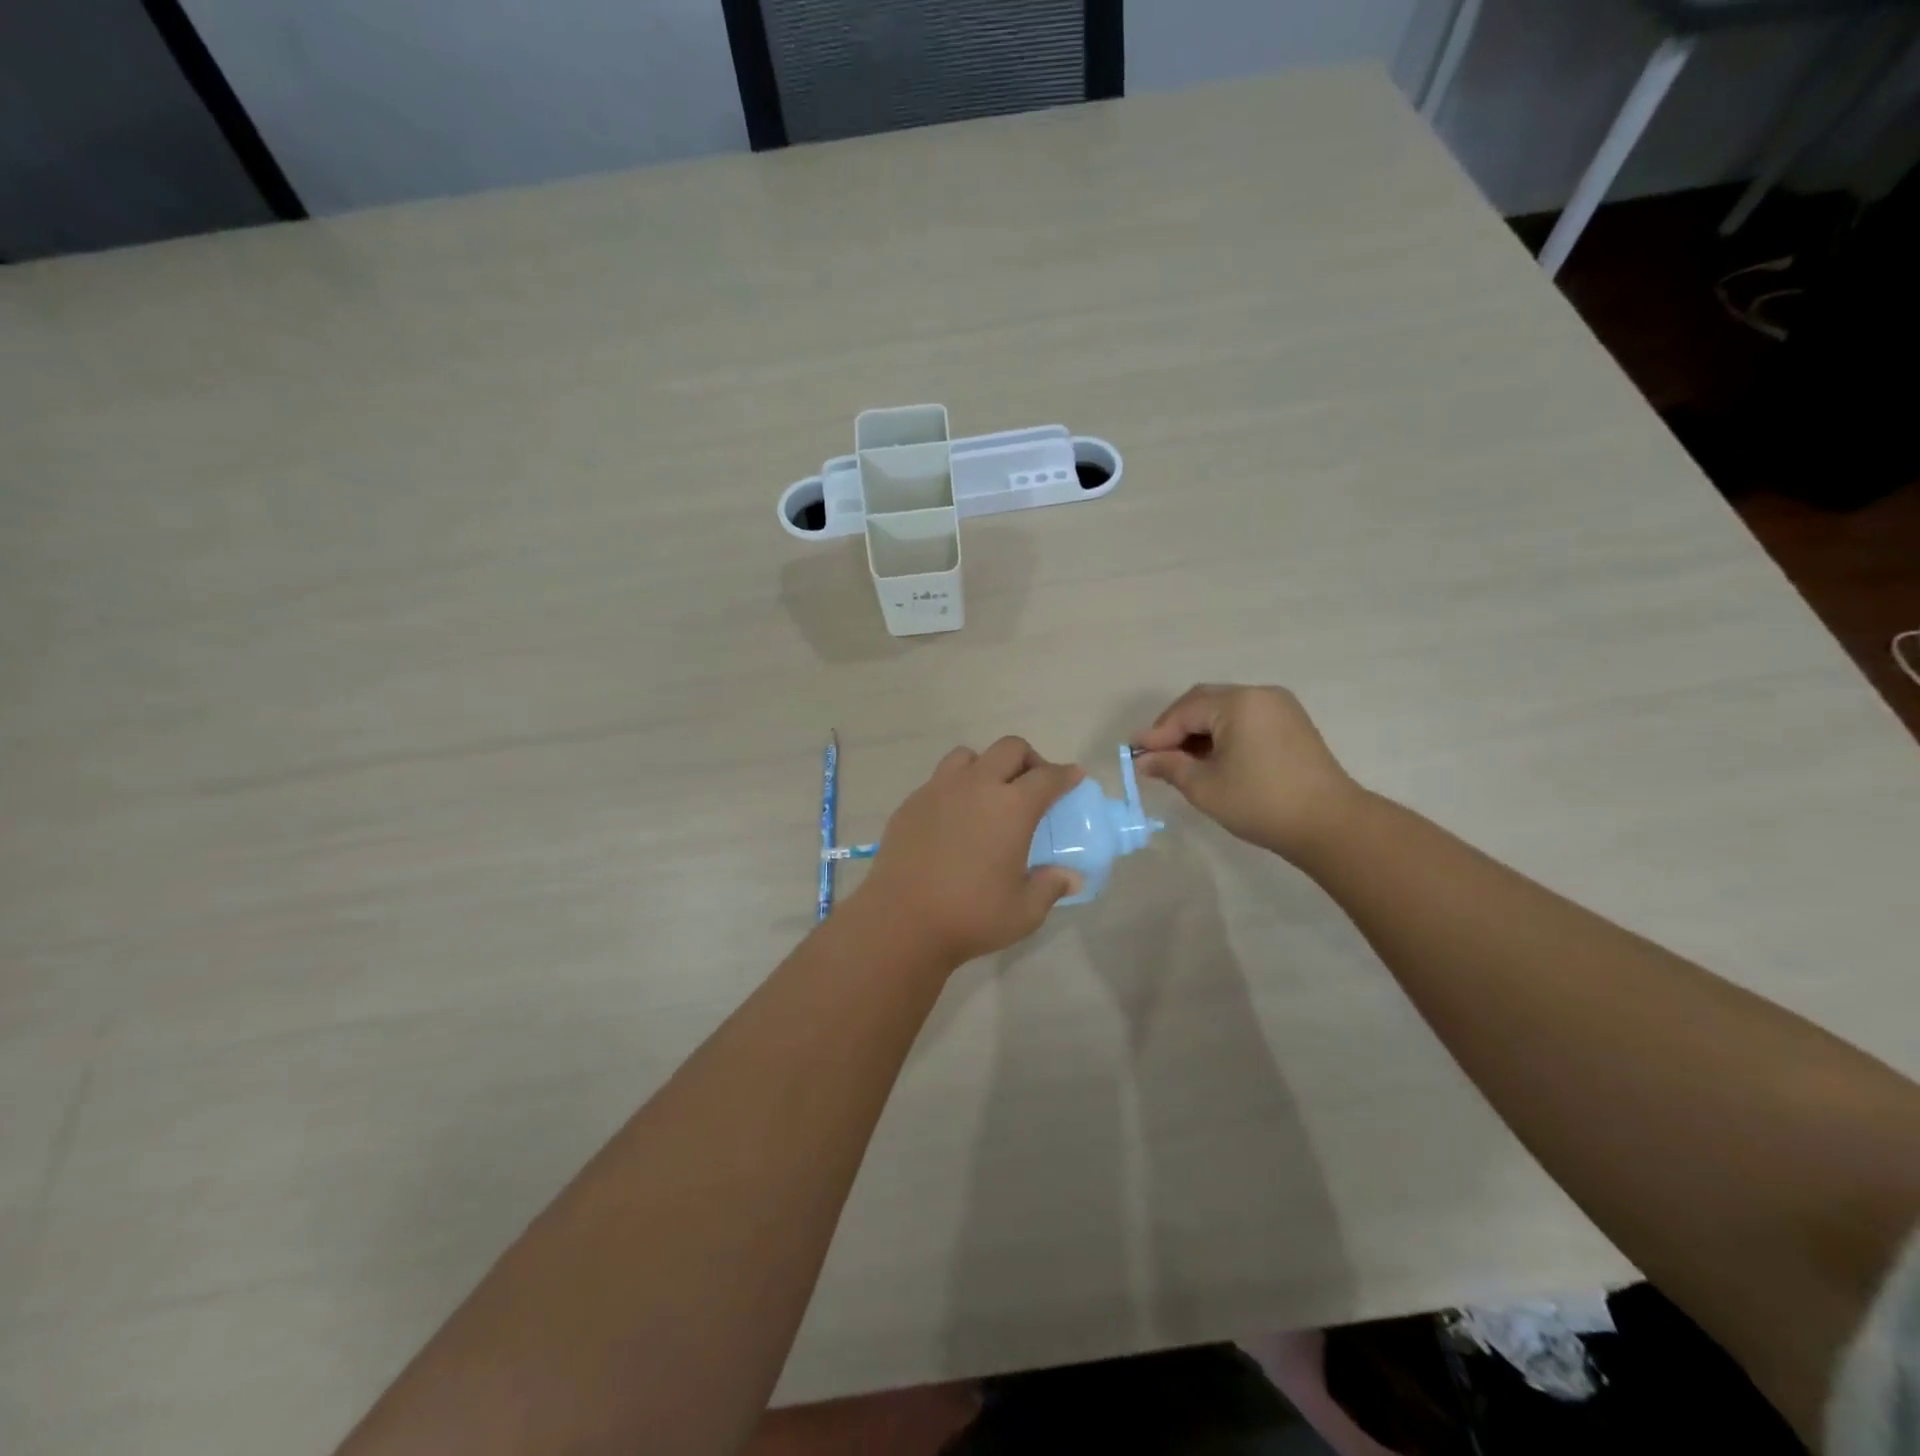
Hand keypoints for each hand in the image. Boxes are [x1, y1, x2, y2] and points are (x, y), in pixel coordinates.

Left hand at [855, 737, 1084, 967]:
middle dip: (1029, 759)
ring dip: (987, 766)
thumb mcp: (1024, 911)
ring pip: (968, 756)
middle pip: (1010, 749)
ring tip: (989, 796)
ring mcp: (938, 790)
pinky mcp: (911, 804)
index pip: (1047, 777)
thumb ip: (1051, 887)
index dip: (1065, 774)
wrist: (901, 921)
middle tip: (1033, 786)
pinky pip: (939, 780)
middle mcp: (976, 786)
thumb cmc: (971, 916)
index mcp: (1011, 807)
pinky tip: (954, 819)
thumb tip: (1070, 877)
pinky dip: (955, 788)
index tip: (1074, 777)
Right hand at [1131, 685, 1358, 861]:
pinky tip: (1211, 759)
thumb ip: (1170, 767)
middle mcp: (1260, 694)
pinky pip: (1245, 719)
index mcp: (1238, 702)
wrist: (1330, 825)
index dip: (1157, 733)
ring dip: (1199, 731)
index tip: (1134, 753)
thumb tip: (1143, 761)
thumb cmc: (1261, 802)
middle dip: (1176, 727)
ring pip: (1224, 710)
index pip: (1185, 711)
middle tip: (1154, 754)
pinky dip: (1222, 734)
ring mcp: (1280, 707)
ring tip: (1180, 760)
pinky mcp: (1292, 724)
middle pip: (1204, 702)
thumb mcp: (1205, 787)